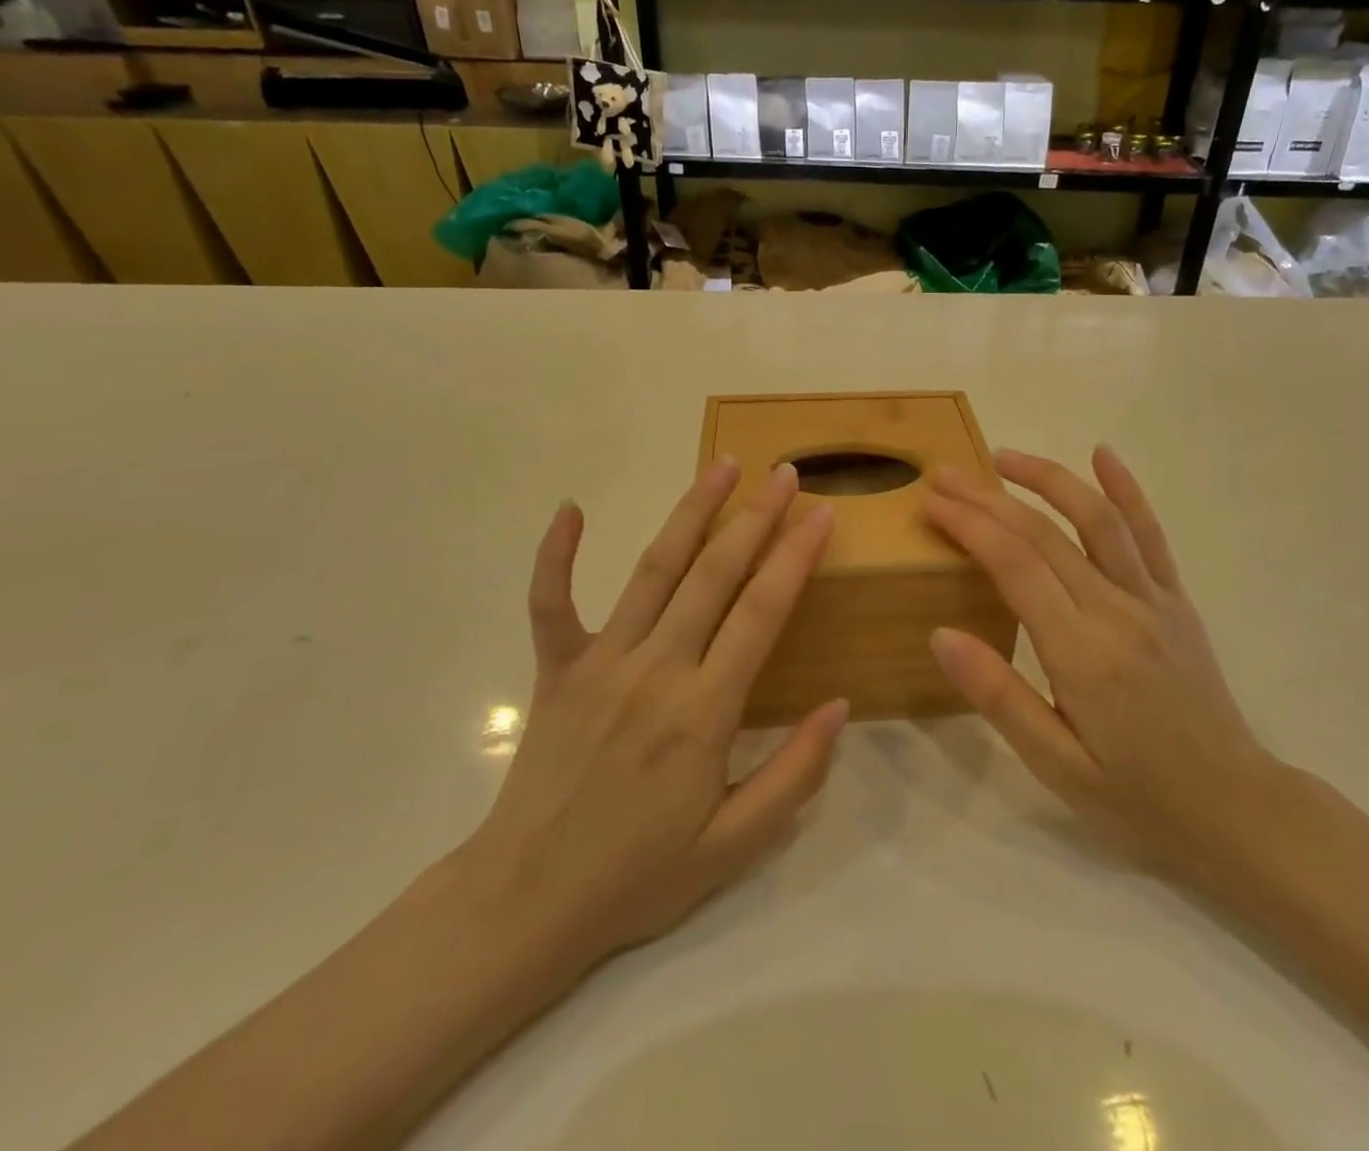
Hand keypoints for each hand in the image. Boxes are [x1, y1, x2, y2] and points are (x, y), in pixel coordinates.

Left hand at [455, 460, 848, 977]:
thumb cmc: (639, 875)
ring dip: (690, 512)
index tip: (822, 513)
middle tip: (784, 472)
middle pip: (714, 574)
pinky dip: (557, 554)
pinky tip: (570, 508)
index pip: (761, 612)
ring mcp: (600, 662)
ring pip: (653, 570)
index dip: (795, 556)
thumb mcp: (736, 845)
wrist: (528, 902)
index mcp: (703, 712)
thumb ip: (795, 774)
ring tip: (722, 465)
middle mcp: (655, 670)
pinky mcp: (556, 668)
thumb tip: (840, 705)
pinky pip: (552, 601)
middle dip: (755, 517)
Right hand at [921, 446, 1282, 883]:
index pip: (1015, 566)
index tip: (931, 502)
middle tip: (944, 475)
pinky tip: (1103, 454)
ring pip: (1097, 519)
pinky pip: (1150, 535)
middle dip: (988, 498)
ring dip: (1048, 479)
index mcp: (1082, 654)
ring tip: (1004, 457)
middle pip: (1044, 534)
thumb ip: (999, 696)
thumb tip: (940, 634)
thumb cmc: (1135, 796)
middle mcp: (1118, 612)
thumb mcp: (1055, 766)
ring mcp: (1153, 600)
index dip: (969, 525)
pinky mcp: (1176, 600)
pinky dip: (1127, 489)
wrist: (1235, 809)